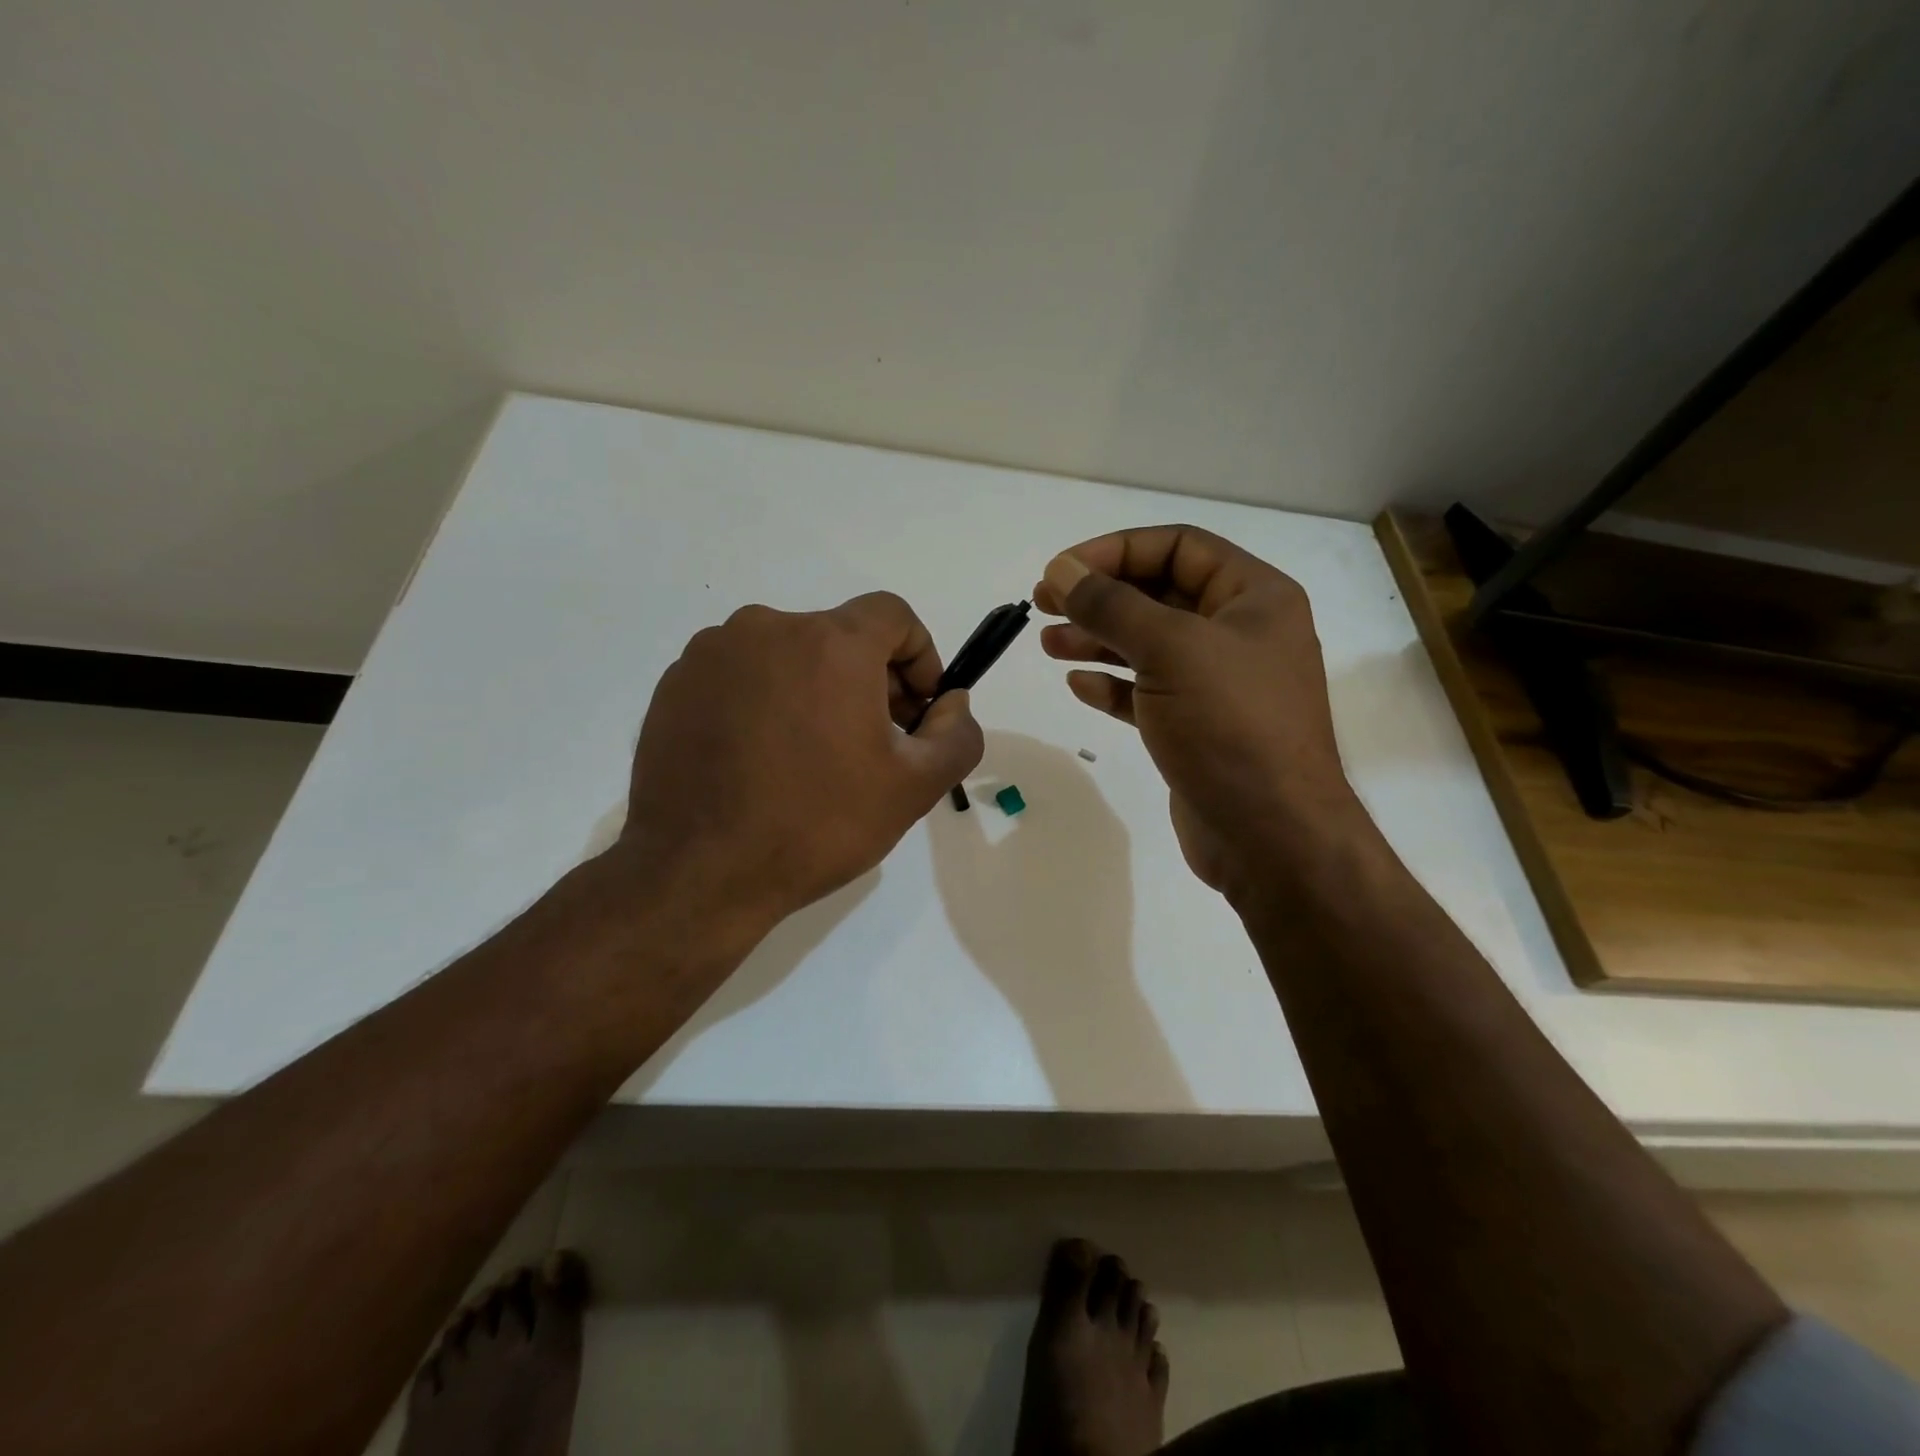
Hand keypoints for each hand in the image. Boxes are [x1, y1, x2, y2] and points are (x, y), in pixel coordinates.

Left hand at [611, 592, 982, 931]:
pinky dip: (765, 700)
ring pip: (788, 654)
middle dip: (869, 680)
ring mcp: (712, 654)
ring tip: (812, 755)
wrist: (698, 873)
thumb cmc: (817, 825)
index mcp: (830, 643)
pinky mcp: (675, 684)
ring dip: (815, 689)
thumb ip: (956, 734)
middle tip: (872, 743)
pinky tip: (762, 758)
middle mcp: (767, 628)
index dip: (919, 656)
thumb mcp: (914, 787)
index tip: (917, 710)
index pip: (893, 615)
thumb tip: (951, 702)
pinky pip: (741, 675)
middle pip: (839, 636)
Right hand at [1033, 525, 1359, 894]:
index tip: (1062, 569)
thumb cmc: (1230, 726)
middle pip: (1159, 594)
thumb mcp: (1170, 650)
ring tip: (1048, 643)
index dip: (1116, 551)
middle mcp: (1239, 633)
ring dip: (1097, 639)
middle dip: (1100, 596)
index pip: (1179, 547)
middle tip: (1044, 601)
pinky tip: (1078, 685)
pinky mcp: (1197, 727)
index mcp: (1254, 597)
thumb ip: (1112, 605)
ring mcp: (1219, 683)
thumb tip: (1062, 569)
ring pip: (1148, 645)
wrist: (1270, 835)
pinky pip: (1148, 691)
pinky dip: (1114, 685)